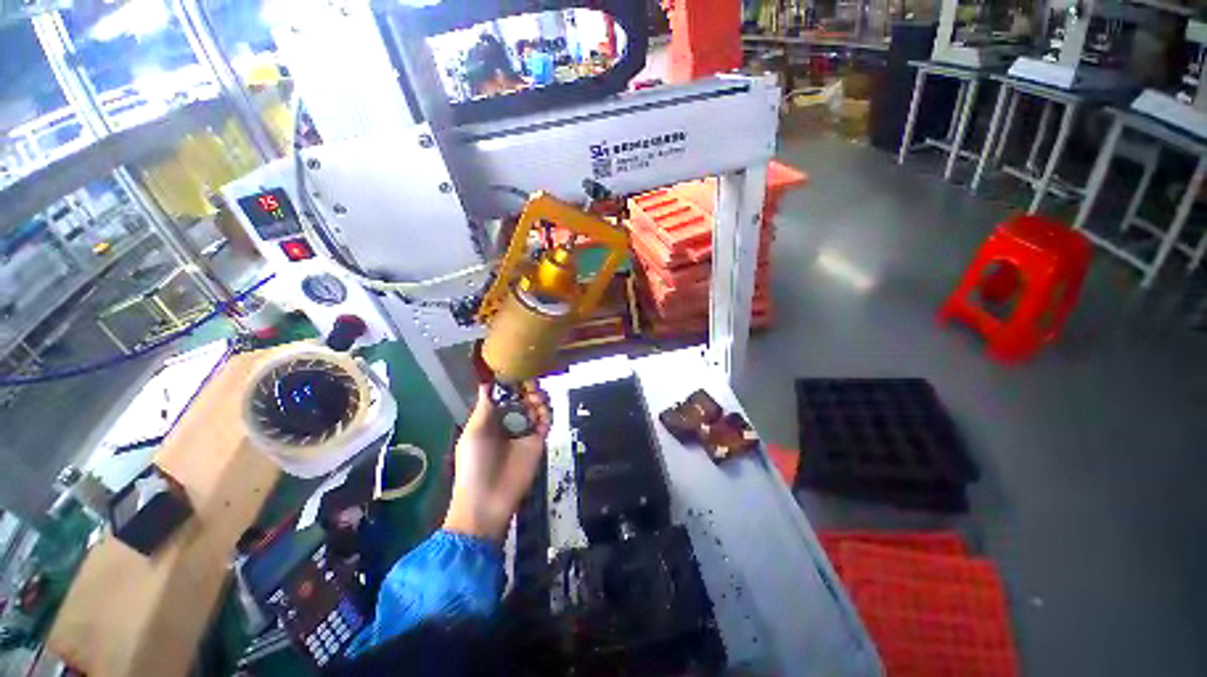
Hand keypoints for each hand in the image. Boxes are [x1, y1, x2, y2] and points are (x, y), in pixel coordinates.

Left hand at [442, 384, 551, 540]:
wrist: (488, 500)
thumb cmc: (475, 463)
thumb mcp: (475, 431)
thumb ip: (486, 405)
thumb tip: (488, 380)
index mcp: (491, 419)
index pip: (504, 395)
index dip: (511, 383)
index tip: (517, 371)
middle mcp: (509, 422)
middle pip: (522, 398)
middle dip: (527, 388)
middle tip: (530, 385)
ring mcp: (525, 431)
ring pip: (536, 407)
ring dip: (537, 398)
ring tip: (535, 397)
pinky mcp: (538, 441)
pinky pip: (546, 421)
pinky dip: (546, 412)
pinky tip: (542, 409)